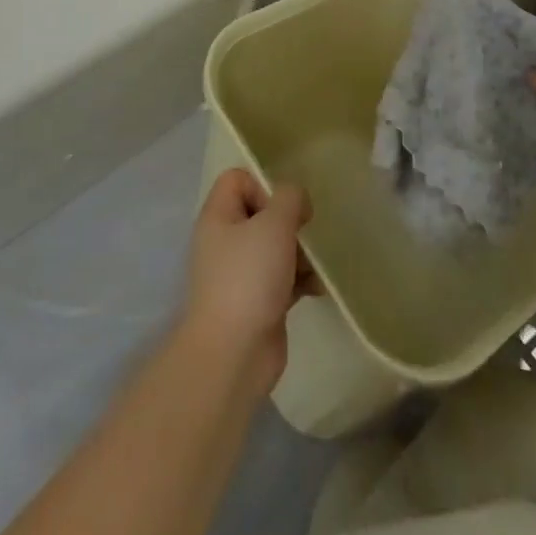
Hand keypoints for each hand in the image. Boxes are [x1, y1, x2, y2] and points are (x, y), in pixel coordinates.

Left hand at [180, 168, 319, 394]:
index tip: (283, 208)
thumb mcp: (274, 223)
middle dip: (289, 222)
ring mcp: (240, 274)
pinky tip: (317, 288)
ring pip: (275, 247)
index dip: (263, 185)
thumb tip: (296, 200)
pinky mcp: (257, 302)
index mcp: (218, 217)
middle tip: (304, 235)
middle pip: (261, 213)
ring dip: (300, 252)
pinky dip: (300, 279)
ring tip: (315, 265)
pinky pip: (282, 278)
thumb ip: (290, 198)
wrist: (234, 355)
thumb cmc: (249, 277)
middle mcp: (225, 241)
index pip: (237, 179)